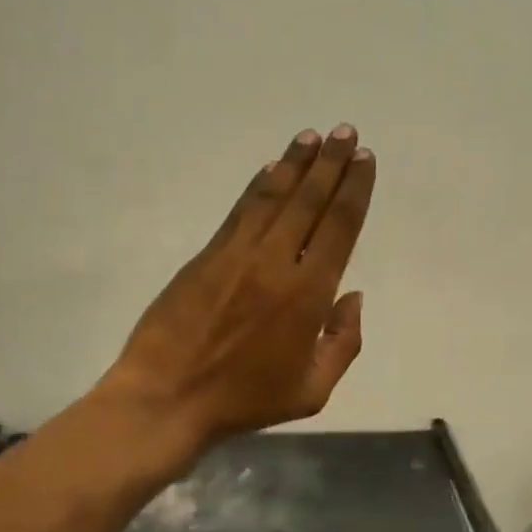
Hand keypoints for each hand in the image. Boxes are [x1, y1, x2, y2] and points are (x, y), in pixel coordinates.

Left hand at [100, 125, 375, 456]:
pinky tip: (270, 169)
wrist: (167, 397)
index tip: (364, 160)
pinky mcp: (206, 254)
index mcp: (308, 295)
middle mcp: (276, 262)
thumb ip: (343, 342)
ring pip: (273, 197)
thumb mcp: (311, 391)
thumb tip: (352, 295)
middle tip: (345, 131)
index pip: (339, 227)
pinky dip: (259, 186)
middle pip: (309, 201)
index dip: (354, 190)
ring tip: (312, 136)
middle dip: (331, 163)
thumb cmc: (244, 400)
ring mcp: (237, 254)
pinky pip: (240, 210)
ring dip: (295, 164)